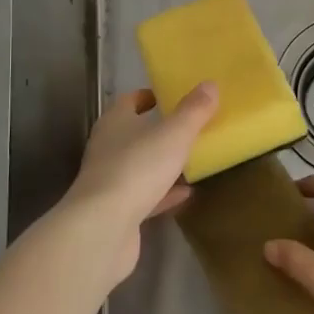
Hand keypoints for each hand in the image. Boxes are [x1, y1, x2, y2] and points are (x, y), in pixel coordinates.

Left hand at [63, 84, 218, 281]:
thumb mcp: (173, 135)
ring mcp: (109, 182)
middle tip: (188, 127)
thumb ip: (193, 111)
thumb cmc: (137, 169)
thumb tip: (210, 84)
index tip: (170, 96)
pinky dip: (164, 193)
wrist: (102, 229)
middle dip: (157, 130)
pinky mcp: (116, 212)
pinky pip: (145, 196)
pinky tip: (186, 193)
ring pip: (139, 166)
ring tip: (190, 159)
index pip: (129, 101)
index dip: (148, 97)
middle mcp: (107, 148)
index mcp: (115, 123)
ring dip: (161, 163)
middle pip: (133, 133)